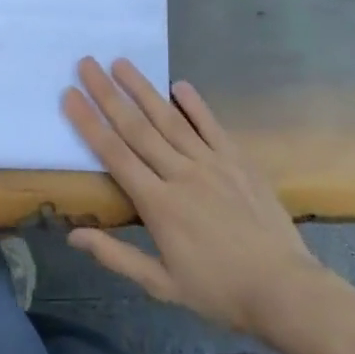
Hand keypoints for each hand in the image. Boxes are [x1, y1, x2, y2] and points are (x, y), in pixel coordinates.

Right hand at [62, 57, 329, 336]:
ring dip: (143, 89)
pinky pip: (212, 126)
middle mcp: (181, 174)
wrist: (285, 290)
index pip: (114, 155)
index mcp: (158, 204)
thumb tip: (73, 236)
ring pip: (170, 119)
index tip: (69, 95)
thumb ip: (116, 256)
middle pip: (137, 128)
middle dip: (108, 94)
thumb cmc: (219, 291)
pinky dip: (195, 104)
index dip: (89, 123)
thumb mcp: (161, 284)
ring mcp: (212, 164)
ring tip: (121, 63)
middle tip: (86, 64)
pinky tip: (179, 84)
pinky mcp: (238, 161)